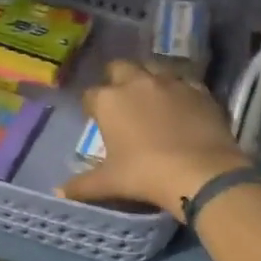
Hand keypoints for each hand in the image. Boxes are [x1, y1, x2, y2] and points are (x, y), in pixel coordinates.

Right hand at [60, 61, 249, 218]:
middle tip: (121, 101)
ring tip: (152, 98)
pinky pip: (184, 81)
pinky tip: (182, 105)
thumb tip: (59, 193)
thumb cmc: (146, 175)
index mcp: (109, 100)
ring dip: (148, 78)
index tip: (96, 120)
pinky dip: (179, 89)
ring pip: (154, 68)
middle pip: (120, 67)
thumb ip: (82, 185)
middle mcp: (137, 82)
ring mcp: (170, 82)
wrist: (201, 172)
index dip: (92, 107)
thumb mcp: (110, 182)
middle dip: (117, 80)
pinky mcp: (199, 89)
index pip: (90, 95)